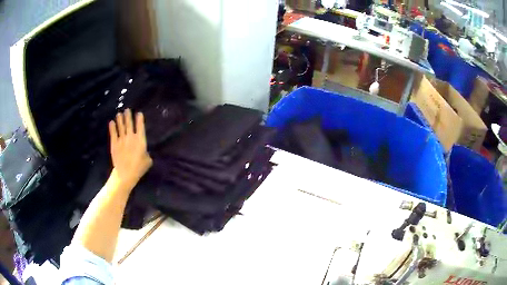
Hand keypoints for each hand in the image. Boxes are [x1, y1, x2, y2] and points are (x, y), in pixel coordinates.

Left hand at [109, 109, 152, 191]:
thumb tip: (145, 151)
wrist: (125, 173)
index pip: (140, 126)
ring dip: (120, 119)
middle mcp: (131, 137)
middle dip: (128, 116)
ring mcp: (121, 139)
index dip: (139, 119)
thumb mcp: (148, 160)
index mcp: (140, 140)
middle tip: (127, 110)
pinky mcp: (114, 143)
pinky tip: (111, 122)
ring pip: (121, 126)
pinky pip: (113, 133)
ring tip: (119, 113)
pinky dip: (112, 127)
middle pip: (129, 123)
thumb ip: (147, 153)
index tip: (139, 113)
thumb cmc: (139, 168)